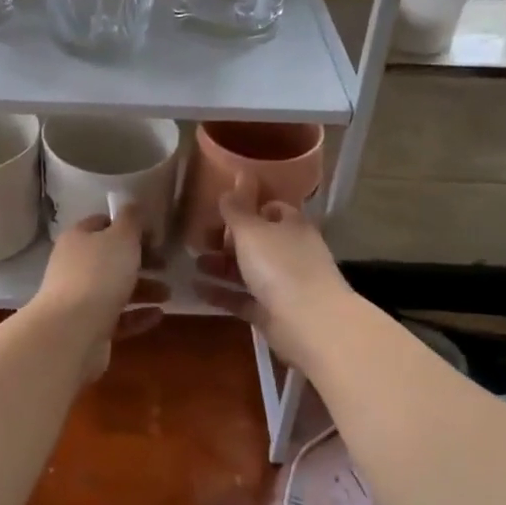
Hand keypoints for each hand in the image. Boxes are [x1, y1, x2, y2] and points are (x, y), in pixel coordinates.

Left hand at [32, 205, 170, 381]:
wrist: (71, 332)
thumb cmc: (99, 275)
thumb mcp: (121, 238)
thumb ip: (131, 220)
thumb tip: (132, 205)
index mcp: (78, 238)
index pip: (102, 224)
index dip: (128, 227)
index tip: (155, 236)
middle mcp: (74, 265)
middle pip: (111, 258)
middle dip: (141, 261)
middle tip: (166, 265)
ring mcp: (79, 298)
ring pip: (115, 289)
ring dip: (144, 289)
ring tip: (168, 294)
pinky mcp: (88, 328)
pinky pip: (117, 318)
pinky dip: (137, 315)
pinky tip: (158, 316)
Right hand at [193, 175, 350, 375]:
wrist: (310, 324)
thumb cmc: (280, 266)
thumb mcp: (251, 230)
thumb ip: (238, 208)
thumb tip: (236, 180)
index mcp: (291, 226)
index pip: (270, 209)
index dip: (246, 208)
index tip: (219, 210)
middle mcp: (290, 252)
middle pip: (256, 241)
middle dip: (227, 239)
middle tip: (199, 238)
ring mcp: (283, 284)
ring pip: (248, 270)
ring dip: (221, 265)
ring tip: (194, 262)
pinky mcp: (272, 313)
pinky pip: (242, 298)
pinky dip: (221, 293)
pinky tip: (196, 288)